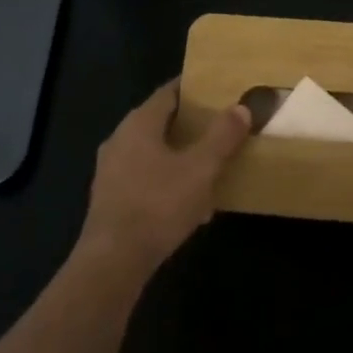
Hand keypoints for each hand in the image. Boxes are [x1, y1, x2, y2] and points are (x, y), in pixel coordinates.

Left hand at [76, 79, 250, 280]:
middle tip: (221, 125)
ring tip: (210, 165)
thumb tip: (241, 107)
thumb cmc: (158, 205)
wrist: (112, 263)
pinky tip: (190, 203)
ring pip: (153, 153)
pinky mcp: (110, 200)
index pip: (169, 92)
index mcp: (139, 123)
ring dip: (180, 156)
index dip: (194, 88)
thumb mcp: (200, 169)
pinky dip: (167, 181)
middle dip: (190, 124)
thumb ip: (222, 136)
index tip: (218, 88)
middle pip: (160, 122)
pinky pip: (145, 179)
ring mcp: (111, 171)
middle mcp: (120, 140)